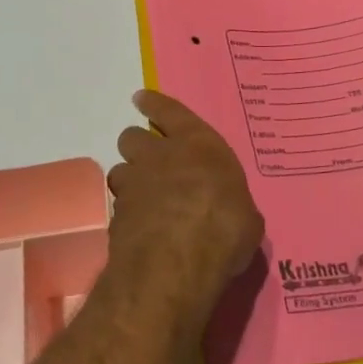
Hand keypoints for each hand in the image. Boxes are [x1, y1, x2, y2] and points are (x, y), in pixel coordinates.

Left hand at [106, 90, 263, 320]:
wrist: (177, 264)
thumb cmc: (225, 229)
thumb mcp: (246, 216)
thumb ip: (230, 203)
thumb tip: (230, 212)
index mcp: (197, 145)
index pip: (170, 112)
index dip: (154, 104)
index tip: (141, 99)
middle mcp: (159, 156)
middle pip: (133, 137)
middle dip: (138, 148)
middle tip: (150, 164)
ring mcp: (133, 185)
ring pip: (120, 171)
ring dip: (129, 182)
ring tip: (144, 201)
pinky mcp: (116, 215)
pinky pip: (118, 207)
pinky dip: (127, 215)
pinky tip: (140, 231)